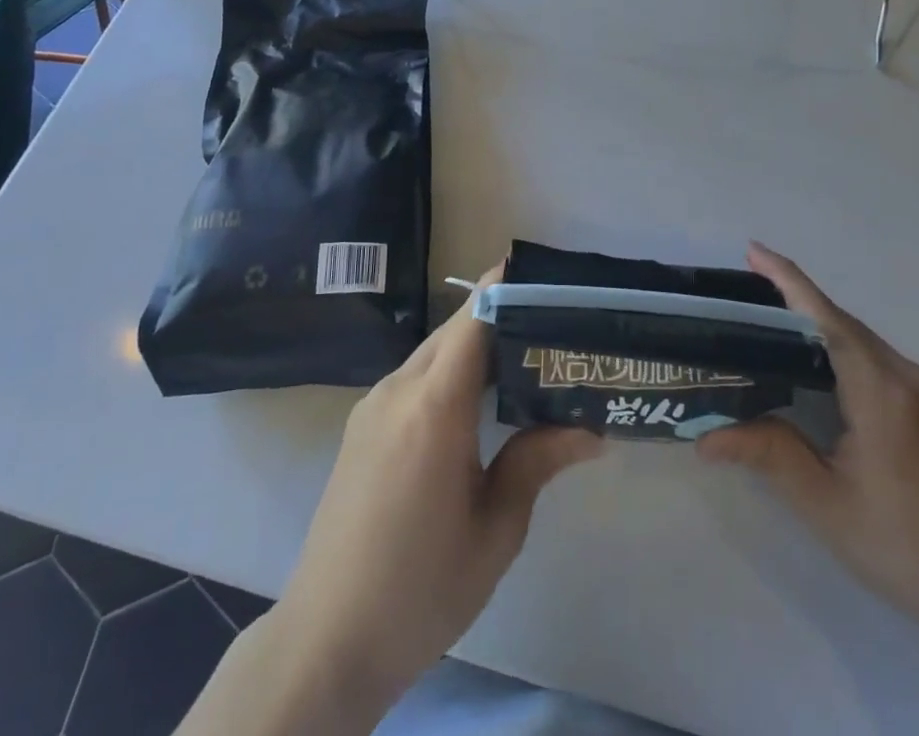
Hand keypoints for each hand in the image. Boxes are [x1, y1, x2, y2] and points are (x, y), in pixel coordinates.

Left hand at [273, 266, 601, 719]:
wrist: (326, 641)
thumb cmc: (421, 588)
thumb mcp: (495, 530)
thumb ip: (538, 462)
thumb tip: (592, 428)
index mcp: (435, 407)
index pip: (475, 318)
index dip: (508, 287)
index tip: (547, 277)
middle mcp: (399, 389)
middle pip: (456, 328)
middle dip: (502, 315)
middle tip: (552, 325)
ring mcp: (374, 405)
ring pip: (434, 351)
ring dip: (476, 346)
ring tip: (525, 360)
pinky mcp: (362, 425)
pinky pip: (414, 377)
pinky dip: (450, 371)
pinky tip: (477, 402)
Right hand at [698, 242, 918, 632]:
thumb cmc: (905, 546)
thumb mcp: (826, 504)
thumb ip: (768, 456)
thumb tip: (703, 437)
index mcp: (879, 389)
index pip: (825, 317)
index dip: (787, 280)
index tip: (753, 249)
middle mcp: (904, 375)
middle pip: (841, 321)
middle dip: (794, 297)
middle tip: (745, 290)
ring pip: (859, 338)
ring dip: (816, 321)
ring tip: (769, 319)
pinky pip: (874, 357)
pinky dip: (838, 345)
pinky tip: (815, 363)